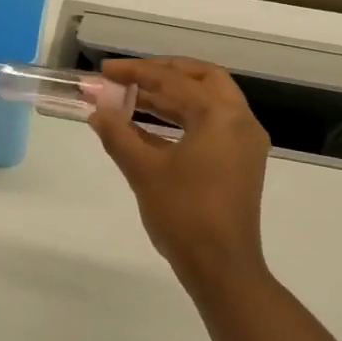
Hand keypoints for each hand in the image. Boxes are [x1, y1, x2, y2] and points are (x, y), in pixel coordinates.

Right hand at [89, 58, 270, 288]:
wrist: (222, 269)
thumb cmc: (184, 215)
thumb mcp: (144, 171)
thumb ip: (118, 134)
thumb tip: (97, 112)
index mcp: (221, 115)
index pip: (174, 80)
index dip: (136, 73)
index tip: (105, 71)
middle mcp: (240, 120)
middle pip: (202, 78)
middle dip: (163, 73)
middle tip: (130, 77)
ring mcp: (244, 142)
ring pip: (208, 101)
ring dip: (171, 96)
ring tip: (132, 98)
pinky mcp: (241, 162)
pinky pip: (211, 125)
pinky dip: (183, 118)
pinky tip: (149, 127)